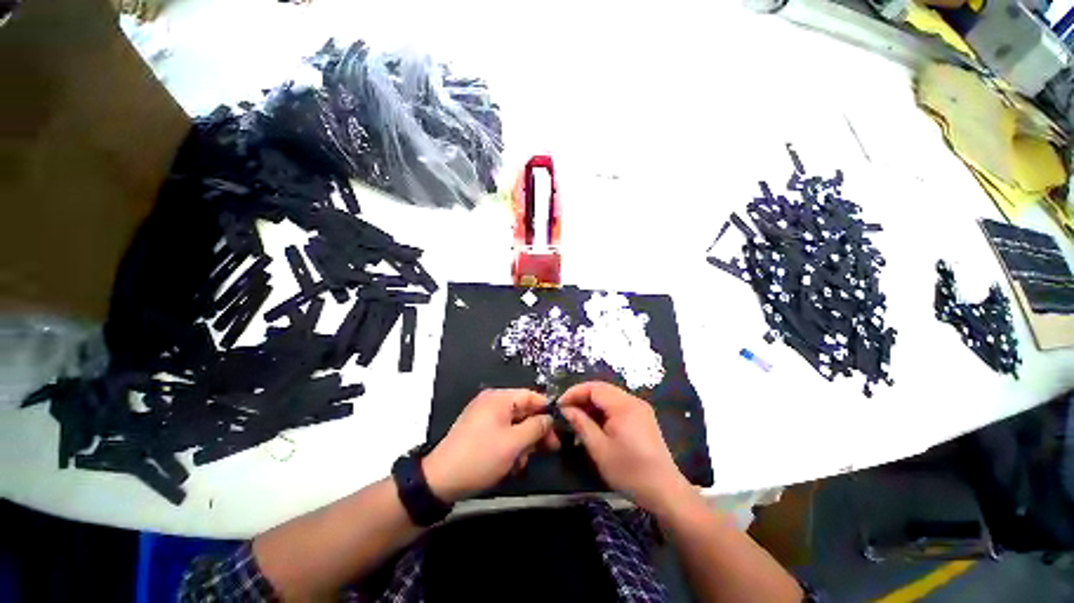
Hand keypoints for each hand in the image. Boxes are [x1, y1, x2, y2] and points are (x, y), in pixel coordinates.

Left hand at [422, 389, 558, 502]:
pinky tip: (511, 464)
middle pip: (524, 410)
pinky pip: (503, 432)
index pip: (532, 396)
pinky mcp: (479, 429)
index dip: (548, 412)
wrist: (440, 480)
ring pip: (515, 424)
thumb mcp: (514, 443)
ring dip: (523, 442)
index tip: (560, 430)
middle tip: (549, 449)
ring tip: (522, 463)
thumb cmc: (481, 457)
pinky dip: (510, 445)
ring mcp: (484, 415)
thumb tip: (550, 418)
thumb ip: (536, 427)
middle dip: (535, 431)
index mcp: (499, 398)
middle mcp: (492, 401)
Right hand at [559, 381, 693, 513]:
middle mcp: (633, 401)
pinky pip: (618, 406)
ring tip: (578, 419)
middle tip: (566, 412)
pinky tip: (595, 425)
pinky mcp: (643, 417)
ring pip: (609, 397)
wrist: (665, 491)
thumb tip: (566, 409)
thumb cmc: (630, 471)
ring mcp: (640, 408)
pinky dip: (603, 411)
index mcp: (623, 405)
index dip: (574, 393)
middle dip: (582, 398)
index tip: (560, 405)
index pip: (594, 388)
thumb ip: (581, 424)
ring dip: (592, 405)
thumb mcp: (600, 449)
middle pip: (602, 390)